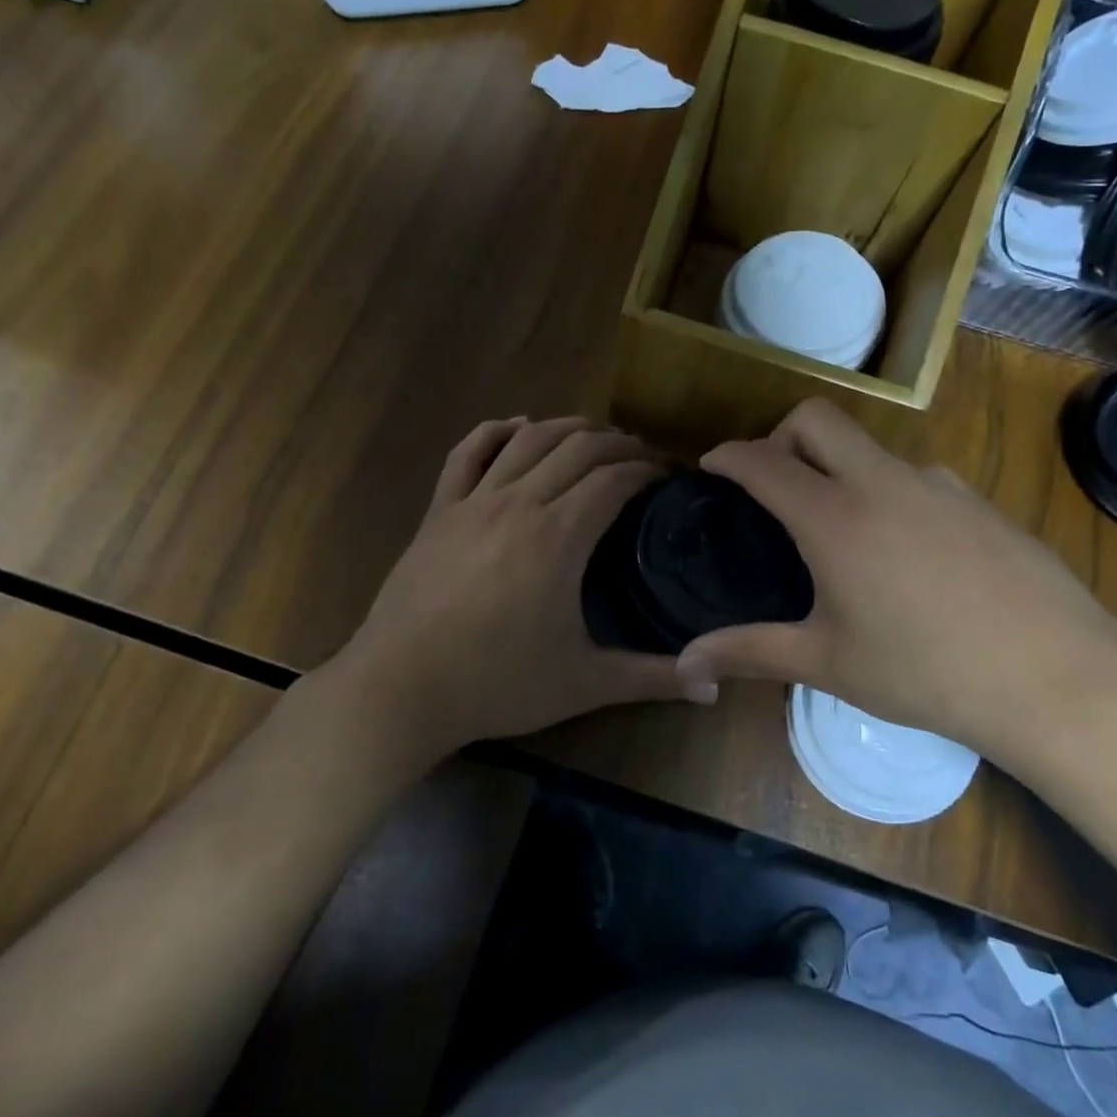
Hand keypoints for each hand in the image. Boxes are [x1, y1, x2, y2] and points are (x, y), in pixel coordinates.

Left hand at [332, 417, 713, 763]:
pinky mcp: (438, 510)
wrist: (400, 688)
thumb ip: (653, 678)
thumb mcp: (584, 684)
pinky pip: (468, 452)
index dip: (650, 470)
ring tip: (596, 437)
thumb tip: (716, 688)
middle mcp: (519, 502)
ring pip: (528, 439)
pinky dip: (497, 431)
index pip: (616, 479)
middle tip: (643, 458)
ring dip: (569, 428)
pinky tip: (517, 427)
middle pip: (578, 448)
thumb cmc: (497, 684)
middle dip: (619, 443)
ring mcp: (473, 501)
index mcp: (559, 536)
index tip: (671, 477)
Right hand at [675, 400, 1116, 771]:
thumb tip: (685, 664)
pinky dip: (887, 492)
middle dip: (781, 435)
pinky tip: (905, 551)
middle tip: (772, 483)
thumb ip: (749, 652)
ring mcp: (937, 484)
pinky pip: (914, 477)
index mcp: (834, 517)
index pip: (763, 460)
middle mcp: (881, 482)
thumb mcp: (827, 663)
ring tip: (840, 529)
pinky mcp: (977, 499)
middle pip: (816, 417)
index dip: (727, 456)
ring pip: (869, 447)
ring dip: (838, 467)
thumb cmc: (926, 673)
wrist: (1057, 678)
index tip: (710, 466)